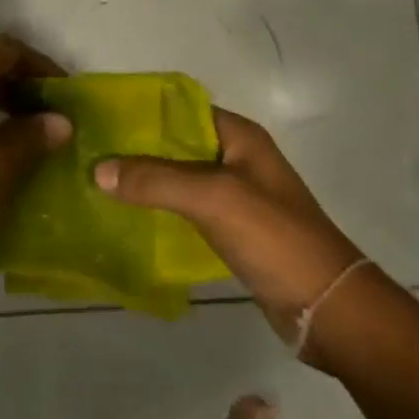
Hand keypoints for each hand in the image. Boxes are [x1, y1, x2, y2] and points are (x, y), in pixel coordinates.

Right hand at [94, 108, 362, 346]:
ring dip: (146, 179)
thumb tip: (97, 169)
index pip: (182, 108)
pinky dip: (160, 208)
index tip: (101, 118)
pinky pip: (187, 208)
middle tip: (90, 152)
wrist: (328, 310)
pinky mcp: (233, 229)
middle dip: (137, 147)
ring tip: (99, 182)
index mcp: (240, 136)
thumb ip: (156, 180)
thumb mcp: (213, 198)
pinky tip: (128, 216)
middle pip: (177, 142)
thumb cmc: (275, 238)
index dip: (143, 111)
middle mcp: (237, 158)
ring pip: (179, 177)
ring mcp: (236, 195)